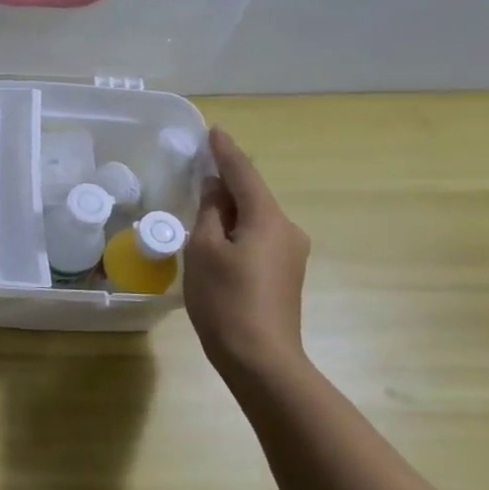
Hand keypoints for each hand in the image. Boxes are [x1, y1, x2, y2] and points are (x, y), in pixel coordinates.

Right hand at [184, 127, 311, 378]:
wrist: (261, 358)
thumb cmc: (225, 300)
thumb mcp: (204, 250)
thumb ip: (208, 213)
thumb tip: (213, 189)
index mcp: (268, 219)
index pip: (244, 174)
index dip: (226, 152)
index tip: (213, 131)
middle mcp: (287, 230)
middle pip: (252, 195)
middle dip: (226, 182)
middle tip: (198, 169)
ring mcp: (290, 253)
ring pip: (255, 218)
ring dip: (230, 209)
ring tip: (200, 206)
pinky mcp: (285, 274)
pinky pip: (258, 237)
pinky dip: (237, 229)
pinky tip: (217, 239)